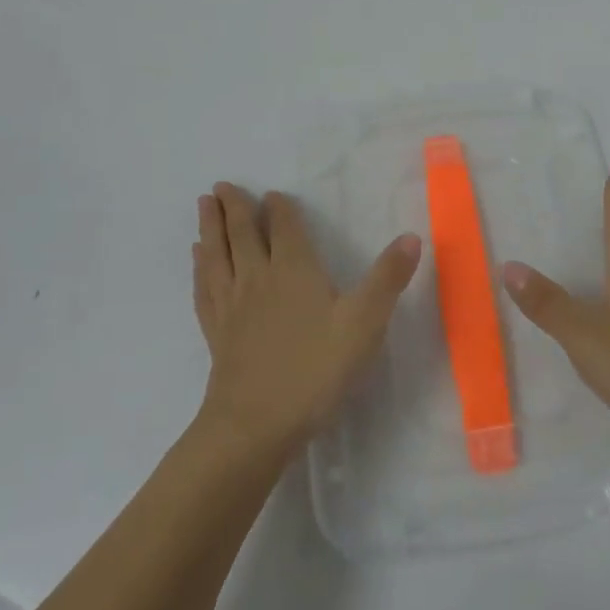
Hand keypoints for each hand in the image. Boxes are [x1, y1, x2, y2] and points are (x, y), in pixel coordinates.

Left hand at [192, 183, 421, 455]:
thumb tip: (412, 236)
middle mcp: (258, 278)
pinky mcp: (216, 332)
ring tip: (204, 206)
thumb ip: (388, 278)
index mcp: (294, 270)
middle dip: (235, 208)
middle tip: (222, 185)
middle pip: (243, 234)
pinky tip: (198, 261)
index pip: (285, 228)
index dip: (279, 209)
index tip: (272, 193)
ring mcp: (232, 305)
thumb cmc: (315, 369)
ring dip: (211, 228)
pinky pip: (205, 288)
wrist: (256, 424)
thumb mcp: (364, 322)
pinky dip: (200, 268)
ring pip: (218, 255)